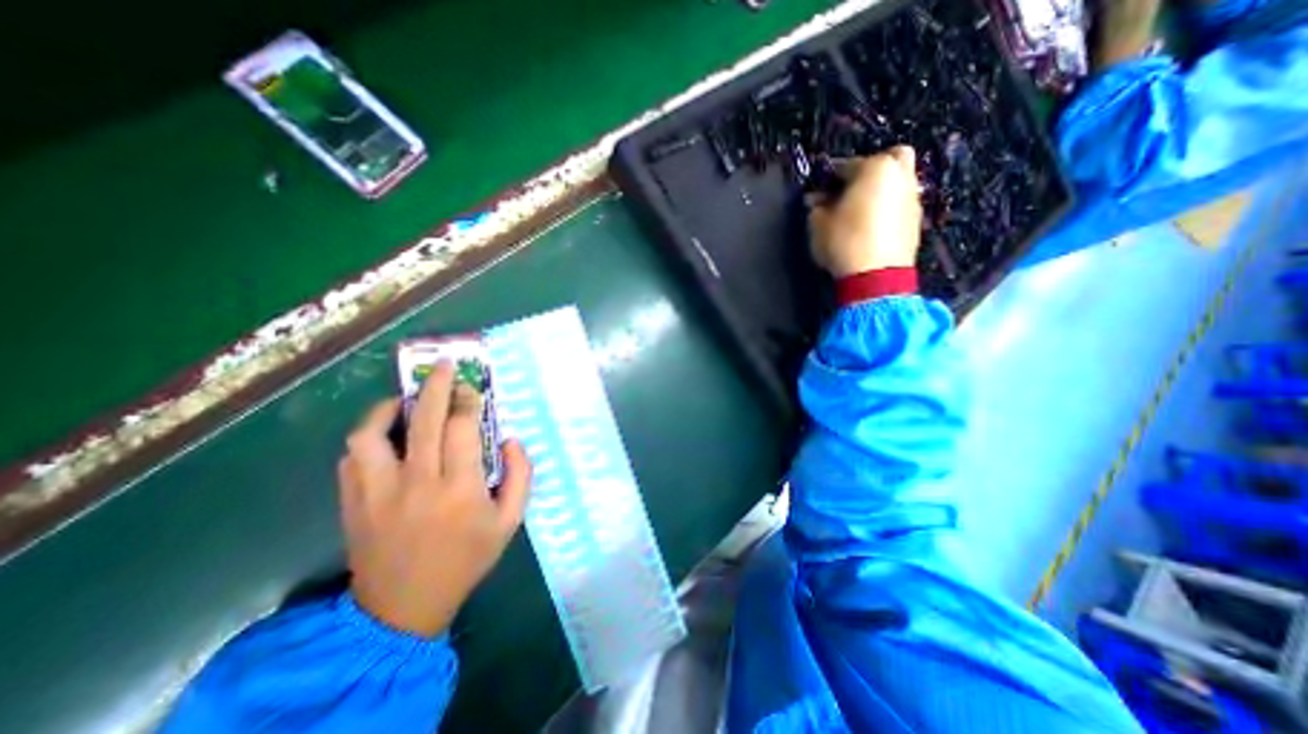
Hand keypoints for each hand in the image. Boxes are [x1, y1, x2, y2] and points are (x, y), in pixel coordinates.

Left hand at [341, 364, 535, 639]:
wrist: (404, 607)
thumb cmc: (466, 559)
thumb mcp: (510, 521)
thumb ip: (520, 476)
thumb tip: (511, 439)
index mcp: (460, 489)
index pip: (462, 428)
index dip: (468, 400)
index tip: (472, 388)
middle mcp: (418, 483)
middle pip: (423, 419)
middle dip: (436, 385)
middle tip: (443, 366)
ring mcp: (378, 492)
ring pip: (372, 434)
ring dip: (388, 409)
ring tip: (403, 401)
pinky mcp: (352, 502)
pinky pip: (351, 457)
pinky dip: (367, 438)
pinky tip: (384, 436)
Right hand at [809, 148, 917, 276]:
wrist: (876, 276)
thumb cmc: (844, 242)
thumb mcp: (818, 225)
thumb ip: (816, 207)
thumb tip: (816, 200)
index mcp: (875, 168)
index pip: (846, 165)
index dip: (828, 179)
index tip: (818, 194)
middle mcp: (900, 175)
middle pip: (889, 158)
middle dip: (870, 169)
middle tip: (851, 188)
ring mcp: (912, 197)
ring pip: (898, 180)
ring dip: (881, 189)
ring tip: (861, 210)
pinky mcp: (917, 220)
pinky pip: (901, 203)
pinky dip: (889, 207)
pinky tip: (873, 225)